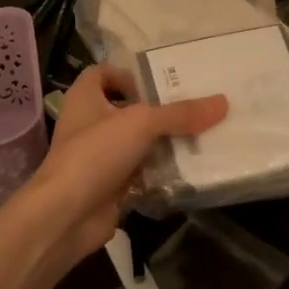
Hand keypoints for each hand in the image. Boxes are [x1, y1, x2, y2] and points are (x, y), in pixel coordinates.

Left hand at [27, 66, 227, 264]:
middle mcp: (89, 124)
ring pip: (137, 144)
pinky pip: (141, 173)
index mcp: (85, 98)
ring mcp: (98, 158)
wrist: (66, 215)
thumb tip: (223, 102)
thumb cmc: (95, 153)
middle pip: (127, 109)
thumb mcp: (141, 123)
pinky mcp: (109, 186)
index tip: (159, 82)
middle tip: (195, 109)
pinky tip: (189, 171)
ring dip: (164, 143)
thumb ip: (180, 113)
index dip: (128, 74)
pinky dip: (161, 173)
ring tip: (202, 138)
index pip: (103, 73)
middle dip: (159, 111)